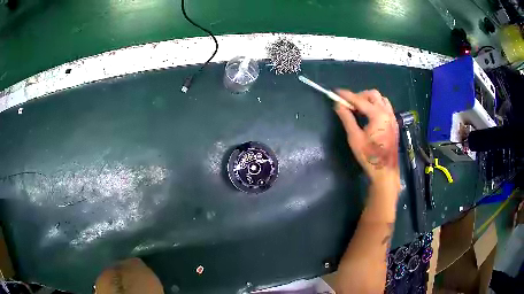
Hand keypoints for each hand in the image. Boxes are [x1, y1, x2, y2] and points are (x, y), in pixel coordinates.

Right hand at [334, 89, 399, 188]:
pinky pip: (386, 107)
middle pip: (373, 95)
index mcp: (378, 115)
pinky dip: (377, 105)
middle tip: (350, 104)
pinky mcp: (394, 124)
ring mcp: (392, 118)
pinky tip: (370, 115)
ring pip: (381, 99)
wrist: (385, 172)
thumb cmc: (369, 157)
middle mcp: (387, 113)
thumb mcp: (355, 138)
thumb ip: (347, 119)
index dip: (347, 96)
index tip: (337, 92)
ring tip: (360, 109)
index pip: (360, 100)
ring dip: (370, 100)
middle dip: (360, 96)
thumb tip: (339, 105)